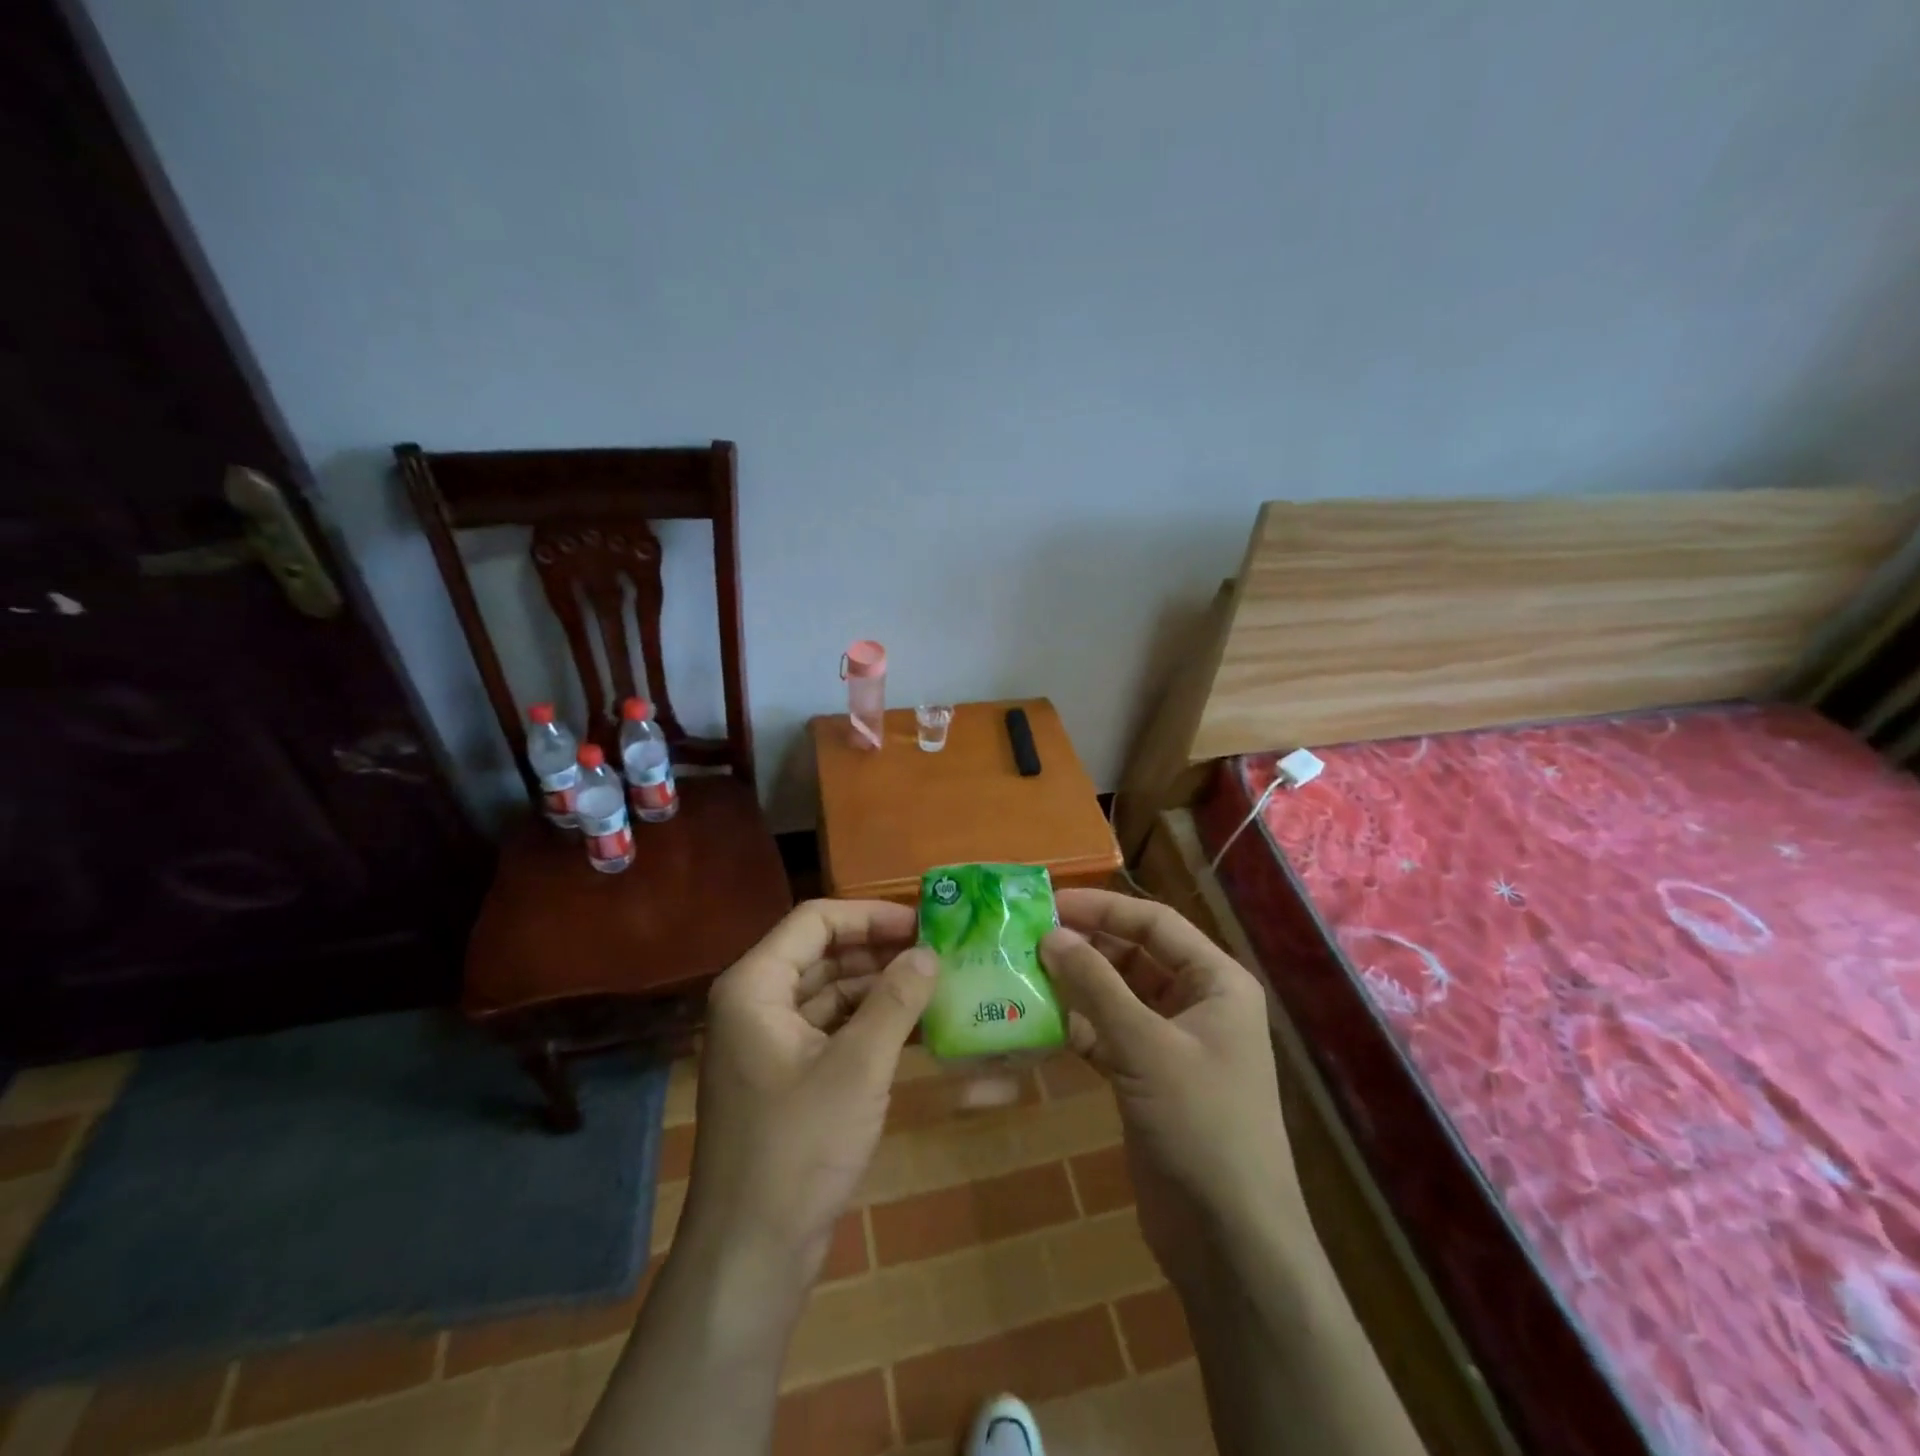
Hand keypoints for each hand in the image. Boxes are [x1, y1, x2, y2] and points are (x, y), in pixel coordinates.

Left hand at [681, 899, 935, 1284]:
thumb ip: (896, 1001)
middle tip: (937, 951)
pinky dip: (867, 1022)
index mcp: (756, 986)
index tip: (922, 923)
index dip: (870, 916)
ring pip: (828, 991)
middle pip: (822, 952)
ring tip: (934, 983)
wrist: (751, 1253)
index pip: (815, 921)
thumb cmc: (799, 1147)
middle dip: (878, 950)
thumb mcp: (858, 1067)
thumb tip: (929, 953)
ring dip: (877, 986)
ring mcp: (768, 1041)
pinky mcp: (784, 1074)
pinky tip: (913, 1024)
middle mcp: (755, 1003)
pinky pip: (829, 1028)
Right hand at [1040, 890, 1300, 1276]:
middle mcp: (1197, 1003)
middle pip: (1134, 956)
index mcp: (1216, 982)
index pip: (1155, 923)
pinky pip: (1107, 1035)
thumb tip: (1051, 935)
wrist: (1229, 1240)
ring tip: (1022, 972)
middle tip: (1027, 937)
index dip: (1103, 908)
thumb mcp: (1146, 1046)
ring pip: (1117, 996)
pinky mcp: (1147, 1078)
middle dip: (1085, 946)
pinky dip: (1076, 1027)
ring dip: (1075, 986)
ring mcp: (1172, 1043)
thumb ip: (1096, 986)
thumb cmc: (1201, 1124)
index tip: (1049, 903)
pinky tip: (1036, 1021)